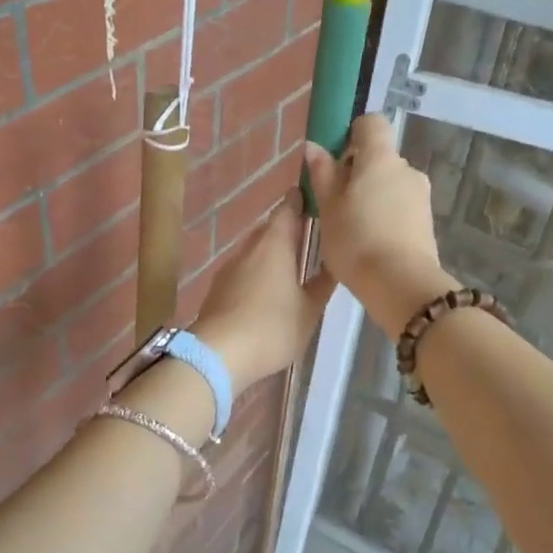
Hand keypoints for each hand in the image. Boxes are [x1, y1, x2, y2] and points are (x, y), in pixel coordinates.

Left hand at [192, 199, 335, 392]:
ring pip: (255, 251)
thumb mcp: (309, 309)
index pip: (287, 208)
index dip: (300, 200)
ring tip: (293, 267)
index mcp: (275, 244)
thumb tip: (334, 262)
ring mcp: (229, 268)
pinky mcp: (218, 288)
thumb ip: (323, 283)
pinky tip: (268, 291)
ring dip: (272, 254)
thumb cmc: (272, 327)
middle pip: (270, 229)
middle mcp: (249, 248)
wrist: (218, 353)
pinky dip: (257, 273)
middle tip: (310, 238)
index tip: (314, 199)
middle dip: (288, 230)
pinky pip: (243, 271)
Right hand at [302, 115, 455, 336]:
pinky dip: (386, 216)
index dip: (352, 135)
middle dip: (358, 173)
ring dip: (372, 197)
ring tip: (353, 229)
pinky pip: (401, 208)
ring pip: (390, 185)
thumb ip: (322, 174)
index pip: (371, 124)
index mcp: (380, 158)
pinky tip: (371, 243)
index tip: (335, 162)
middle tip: (336, 204)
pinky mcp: (427, 222)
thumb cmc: (355, 240)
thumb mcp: (328, 208)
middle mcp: (406, 169)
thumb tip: (314, 147)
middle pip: (380, 158)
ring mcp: (421, 195)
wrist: (400, 284)